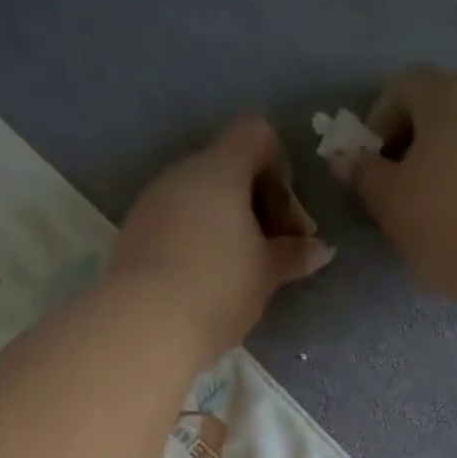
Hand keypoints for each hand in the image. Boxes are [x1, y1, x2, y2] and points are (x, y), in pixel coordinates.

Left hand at [112, 115, 331, 361]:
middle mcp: (182, 173)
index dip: (278, 165)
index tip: (283, 214)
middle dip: (254, 201)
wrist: (145, 325)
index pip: (256, 132)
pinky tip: (203, 279)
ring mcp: (152, 201)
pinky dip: (195, 237)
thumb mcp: (266, 274)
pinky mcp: (134, 231)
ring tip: (237, 270)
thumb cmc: (219, 288)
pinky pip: (175, 219)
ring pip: (198, 195)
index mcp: (220, 168)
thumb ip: (294, 254)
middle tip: (269, 250)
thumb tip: (322, 249)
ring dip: (224, 221)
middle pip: (227, 166)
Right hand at [336, 69, 456, 304]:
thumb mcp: (390, 204)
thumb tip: (345, 157)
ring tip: (448, 209)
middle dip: (419, 142)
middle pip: (444, 106)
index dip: (380, 122)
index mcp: (448, 97)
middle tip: (407, 190)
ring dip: (456, 159)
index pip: (403, 86)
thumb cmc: (448, 224)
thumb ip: (364, 175)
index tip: (375, 166)